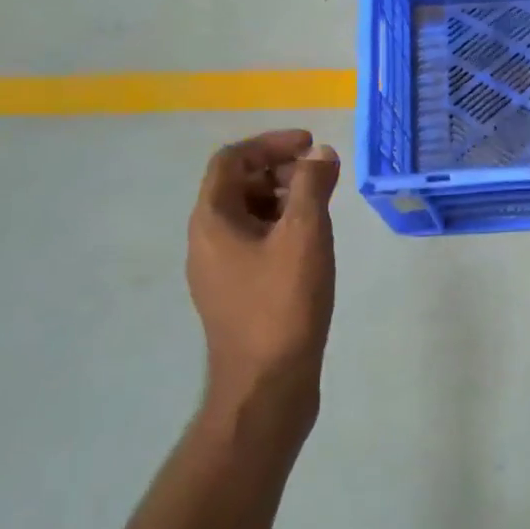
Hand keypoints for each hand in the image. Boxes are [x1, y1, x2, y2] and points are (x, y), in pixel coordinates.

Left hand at [186, 130, 340, 435]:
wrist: (266, 384)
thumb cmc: (283, 304)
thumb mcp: (304, 236)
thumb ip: (312, 187)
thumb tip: (319, 154)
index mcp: (213, 221)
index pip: (232, 160)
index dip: (270, 144)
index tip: (310, 145)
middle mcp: (207, 241)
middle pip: (238, 186)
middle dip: (280, 171)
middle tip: (321, 176)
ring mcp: (219, 270)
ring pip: (248, 216)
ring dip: (283, 200)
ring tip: (322, 207)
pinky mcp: (237, 293)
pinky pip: (255, 244)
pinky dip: (282, 229)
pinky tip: (312, 245)